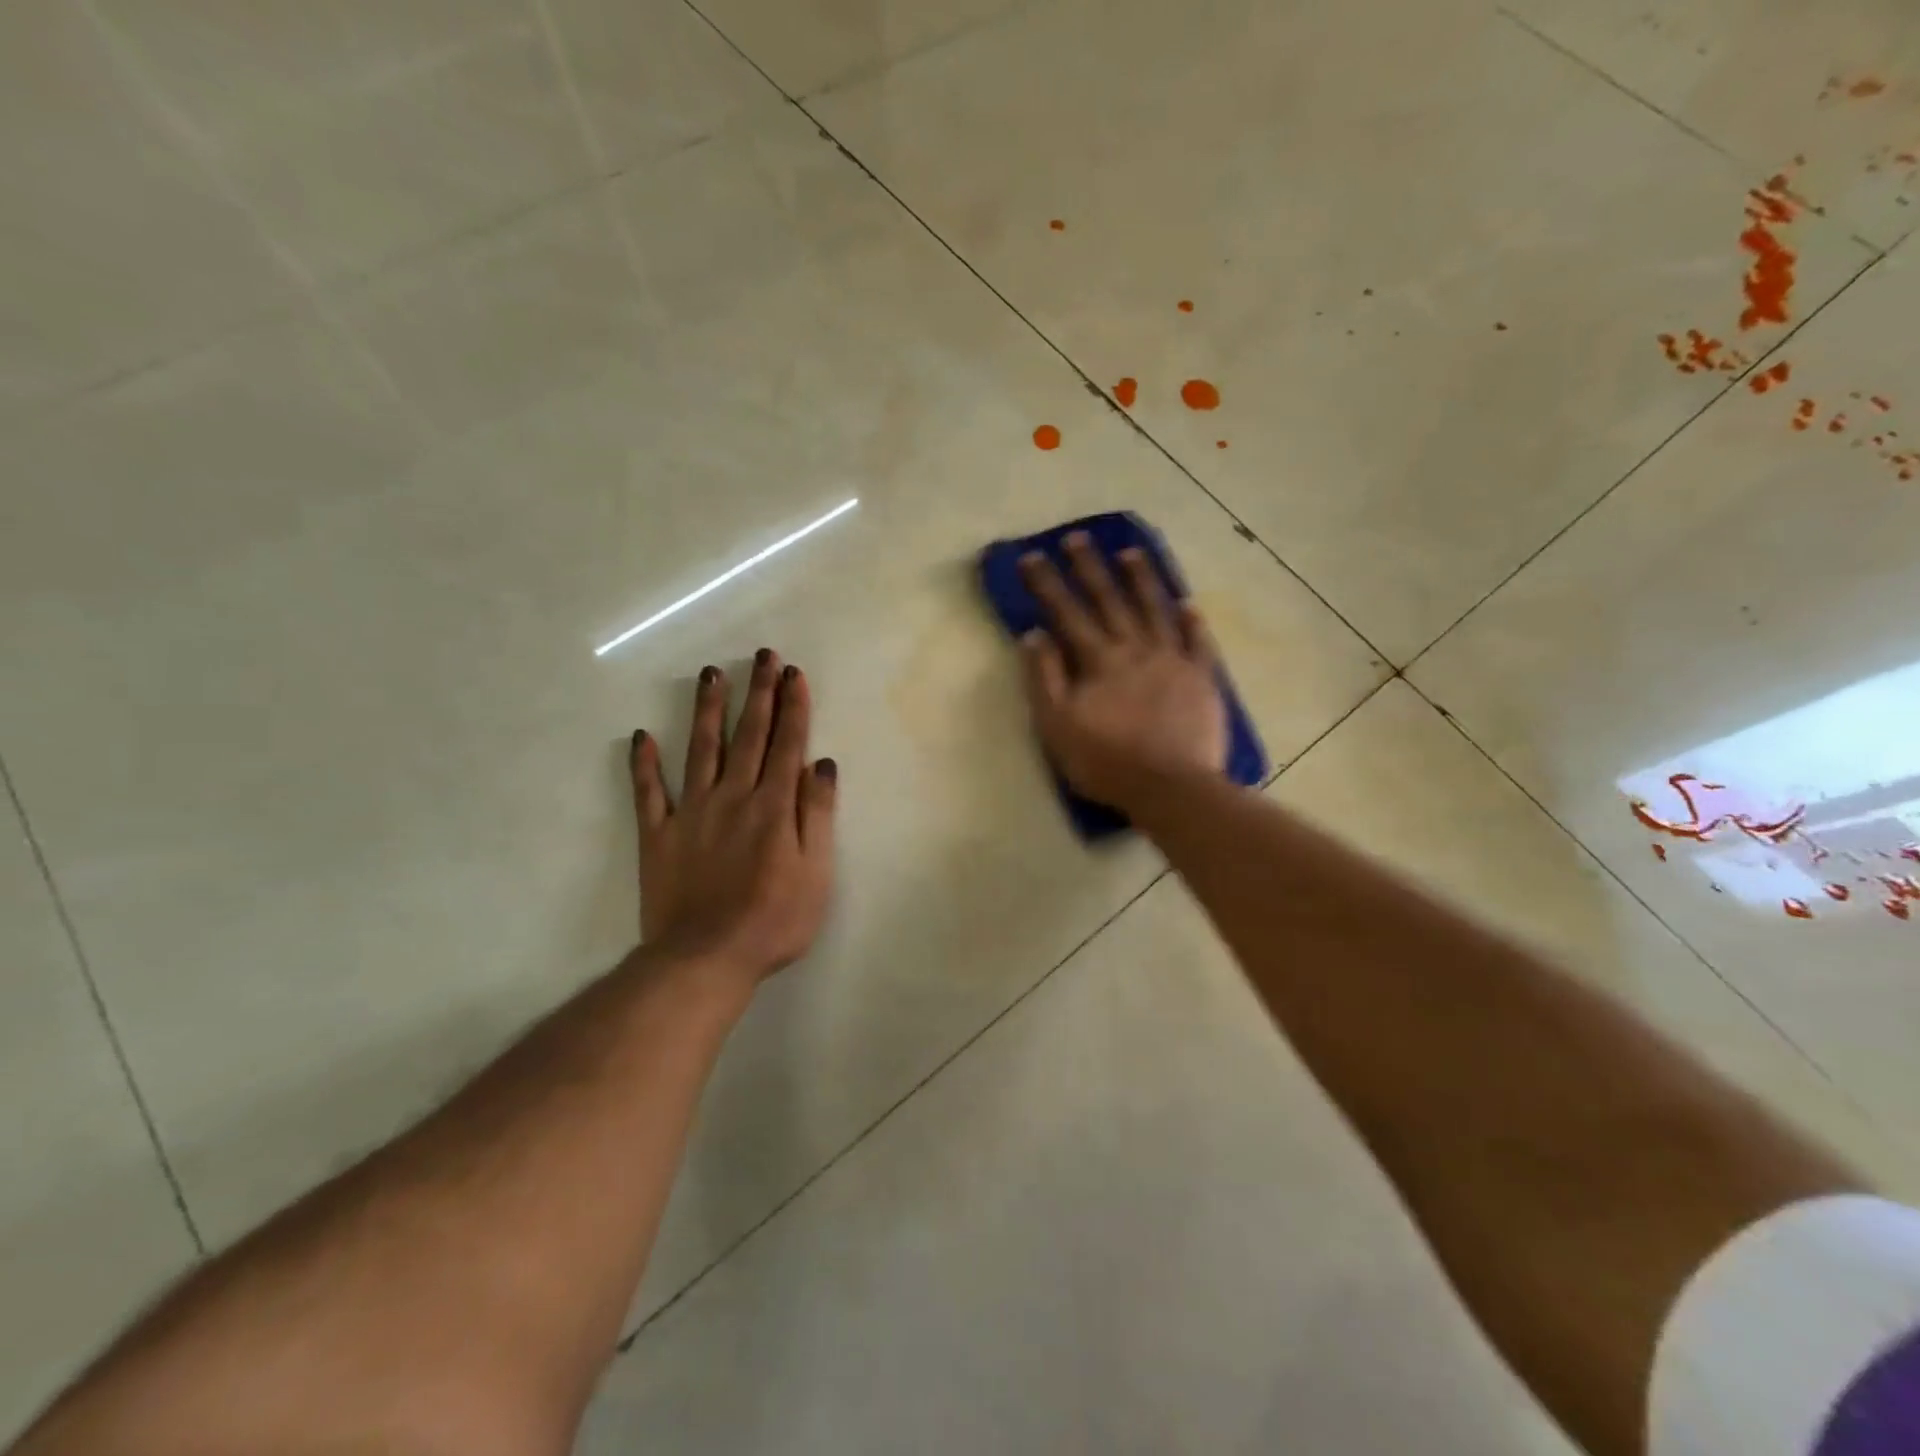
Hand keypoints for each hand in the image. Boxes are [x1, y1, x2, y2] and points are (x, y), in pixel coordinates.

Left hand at [629, 649, 837, 988]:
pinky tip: (642, 736)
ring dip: (707, 710)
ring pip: (701, 750)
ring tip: (711, 674)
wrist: (705, 958)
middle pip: (748, 736)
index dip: (792, 706)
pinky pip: (649, 793)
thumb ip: (818, 815)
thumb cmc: (774, 920)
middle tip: (761, 656)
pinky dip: (644, 764)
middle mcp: (733, 797)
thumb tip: (822, 765)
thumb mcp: (816, 872)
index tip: (793, 673)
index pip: (787, 744)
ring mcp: (692, 813)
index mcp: (774, 806)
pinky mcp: (658, 835)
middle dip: (758, 693)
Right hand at [1019, 533, 1227, 811]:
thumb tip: (1033, 635)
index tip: (1032, 556)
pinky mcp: (1202, 678)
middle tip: (1077, 537)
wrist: (1171, 788)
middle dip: (1090, 567)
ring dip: (1142, 580)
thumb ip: (1044, 678)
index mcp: (1098, 660)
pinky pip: (1198, 641)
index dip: (1047, 584)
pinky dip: (1192, 621)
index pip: (1067, 612)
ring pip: (1155, 609)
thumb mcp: (1057, 726)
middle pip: (1110, 600)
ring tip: (1132, 553)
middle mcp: (1135, 649)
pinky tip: (1187, 603)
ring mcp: (1173, 660)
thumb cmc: (1106, 762)